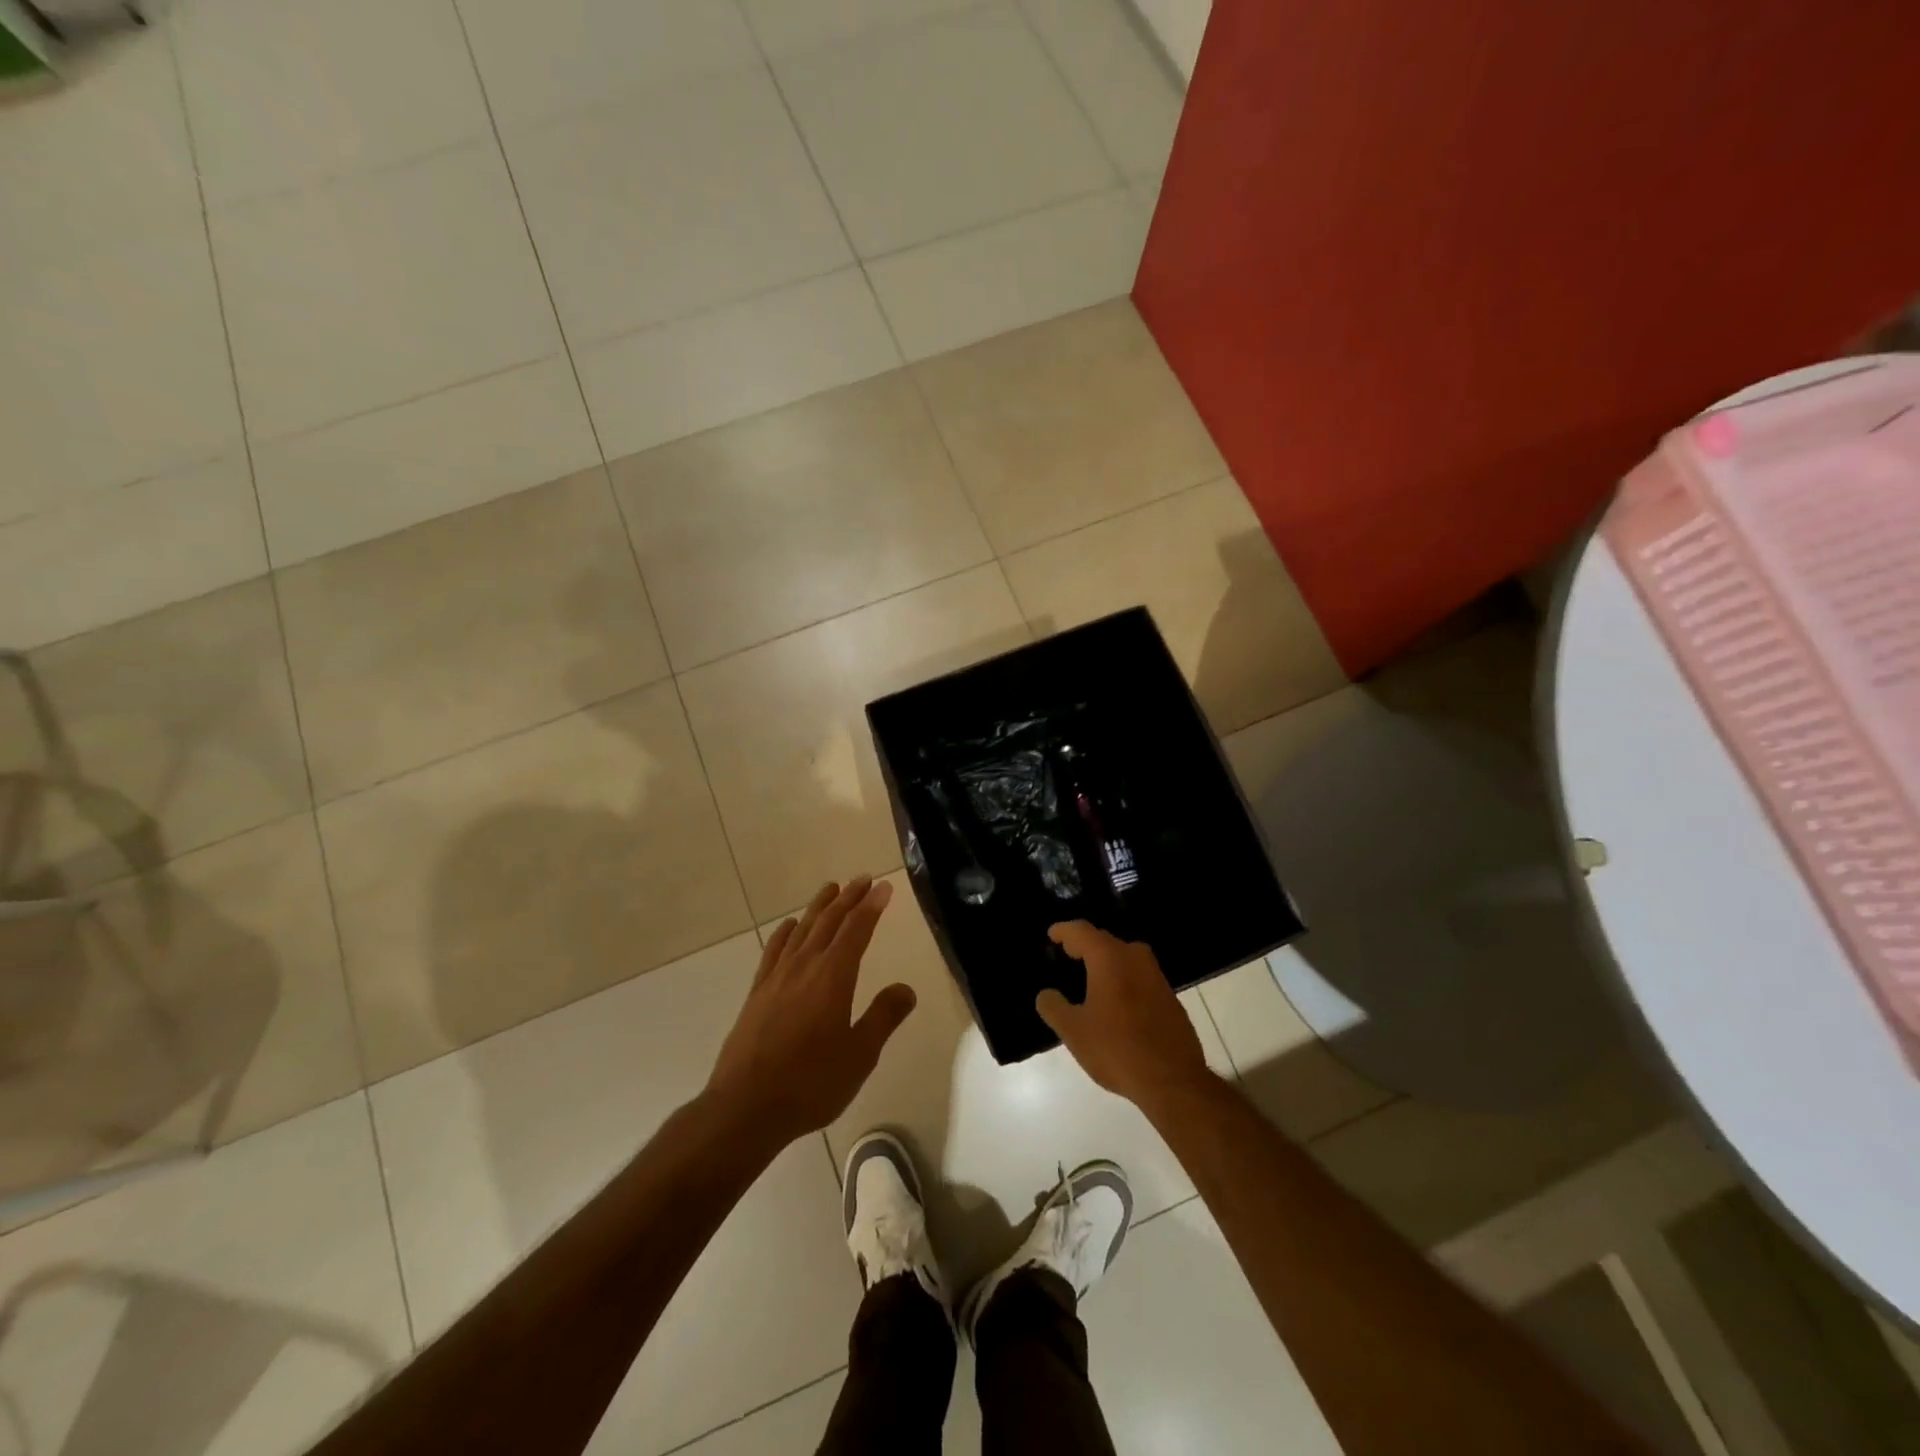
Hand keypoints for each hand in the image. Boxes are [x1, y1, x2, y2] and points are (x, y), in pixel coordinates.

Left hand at [705, 878, 915, 1148]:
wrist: (746, 1107)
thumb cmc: (811, 1082)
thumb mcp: (860, 1055)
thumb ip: (883, 1017)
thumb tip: (906, 988)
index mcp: (833, 977)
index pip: (857, 930)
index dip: (872, 907)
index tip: (884, 888)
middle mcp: (804, 967)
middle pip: (829, 922)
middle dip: (848, 898)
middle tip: (863, 879)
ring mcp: (776, 978)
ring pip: (802, 930)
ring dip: (818, 907)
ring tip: (830, 889)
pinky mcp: (757, 993)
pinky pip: (774, 950)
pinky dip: (785, 933)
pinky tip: (790, 927)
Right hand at [1037, 921, 1211, 1112]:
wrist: (1174, 1080)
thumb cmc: (1117, 1049)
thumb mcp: (1074, 1032)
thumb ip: (1054, 1007)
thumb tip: (1046, 994)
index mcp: (1109, 958)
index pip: (1082, 931)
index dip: (1064, 931)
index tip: (1052, 935)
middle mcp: (1135, 958)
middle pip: (1105, 941)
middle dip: (1084, 945)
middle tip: (1067, 953)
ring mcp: (1156, 976)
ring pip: (1125, 957)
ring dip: (1105, 961)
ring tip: (1088, 975)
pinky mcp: (1169, 996)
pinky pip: (1139, 975)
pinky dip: (1122, 978)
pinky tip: (1115, 1000)